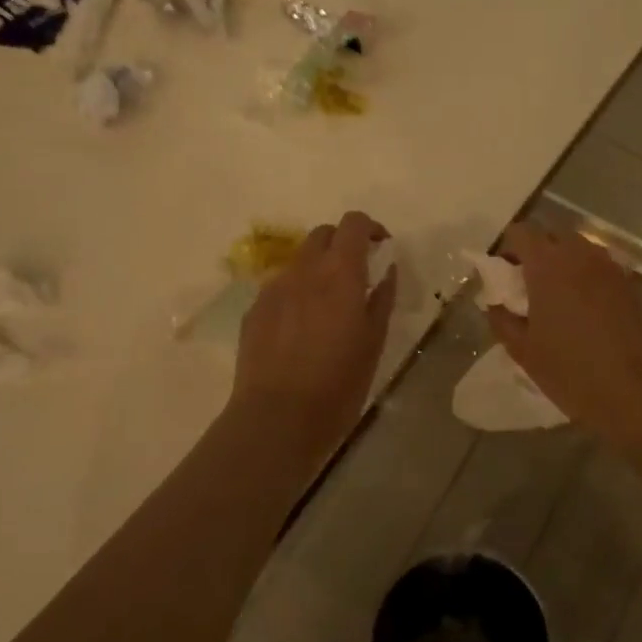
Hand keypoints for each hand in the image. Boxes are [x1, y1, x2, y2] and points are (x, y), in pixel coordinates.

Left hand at [231, 210, 397, 456]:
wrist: (278, 417)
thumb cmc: (338, 383)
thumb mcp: (374, 341)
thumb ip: (382, 298)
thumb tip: (388, 271)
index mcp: (340, 273)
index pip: (353, 223)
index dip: (369, 227)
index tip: (381, 247)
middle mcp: (304, 270)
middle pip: (322, 234)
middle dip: (342, 244)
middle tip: (357, 274)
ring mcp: (273, 288)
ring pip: (299, 261)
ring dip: (318, 269)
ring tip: (328, 306)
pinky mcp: (254, 310)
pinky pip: (280, 287)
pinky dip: (296, 293)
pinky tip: (301, 329)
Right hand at [486, 223, 641, 438]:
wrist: (640, 392)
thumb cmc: (573, 371)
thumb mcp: (524, 351)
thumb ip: (502, 320)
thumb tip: (494, 303)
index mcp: (548, 264)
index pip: (521, 232)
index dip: (506, 249)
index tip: (502, 276)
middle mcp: (580, 254)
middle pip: (551, 236)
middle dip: (535, 254)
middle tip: (525, 288)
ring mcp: (609, 267)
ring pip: (578, 249)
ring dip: (561, 264)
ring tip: (554, 300)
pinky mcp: (629, 284)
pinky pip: (598, 267)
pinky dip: (584, 277)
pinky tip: (581, 312)